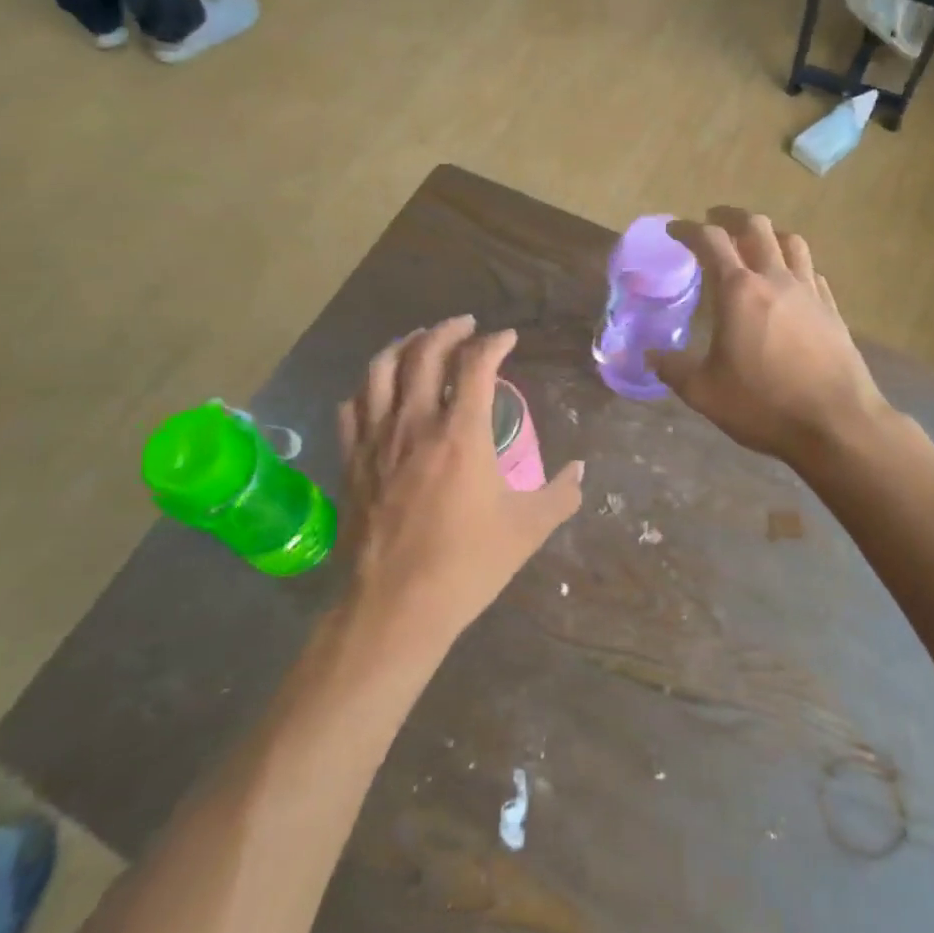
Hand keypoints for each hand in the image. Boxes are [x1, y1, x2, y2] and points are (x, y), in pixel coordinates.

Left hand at [338, 317, 583, 645]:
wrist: (395, 607)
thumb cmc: (467, 565)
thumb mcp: (528, 529)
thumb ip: (561, 494)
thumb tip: (581, 470)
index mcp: (461, 433)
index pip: (476, 364)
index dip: (494, 343)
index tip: (507, 339)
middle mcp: (415, 423)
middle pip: (424, 352)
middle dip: (447, 330)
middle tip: (465, 326)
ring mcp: (377, 440)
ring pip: (380, 370)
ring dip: (403, 345)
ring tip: (419, 340)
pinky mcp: (352, 461)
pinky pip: (352, 407)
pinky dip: (368, 388)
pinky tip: (378, 390)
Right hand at [649, 209, 889, 464]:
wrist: (836, 423)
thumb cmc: (763, 404)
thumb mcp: (704, 392)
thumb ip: (673, 369)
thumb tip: (650, 355)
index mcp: (739, 291)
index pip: (710, 241)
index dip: (688, 230)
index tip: (674, 230)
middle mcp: (775, 280)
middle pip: (756, 227)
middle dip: (731, 217)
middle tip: (715, 220)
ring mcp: (809, 292)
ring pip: (791, 242)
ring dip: (769, 234)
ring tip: (756, 243)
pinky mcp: (832, 310)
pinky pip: (812, 272)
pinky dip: (795, 265)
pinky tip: (791, 282)